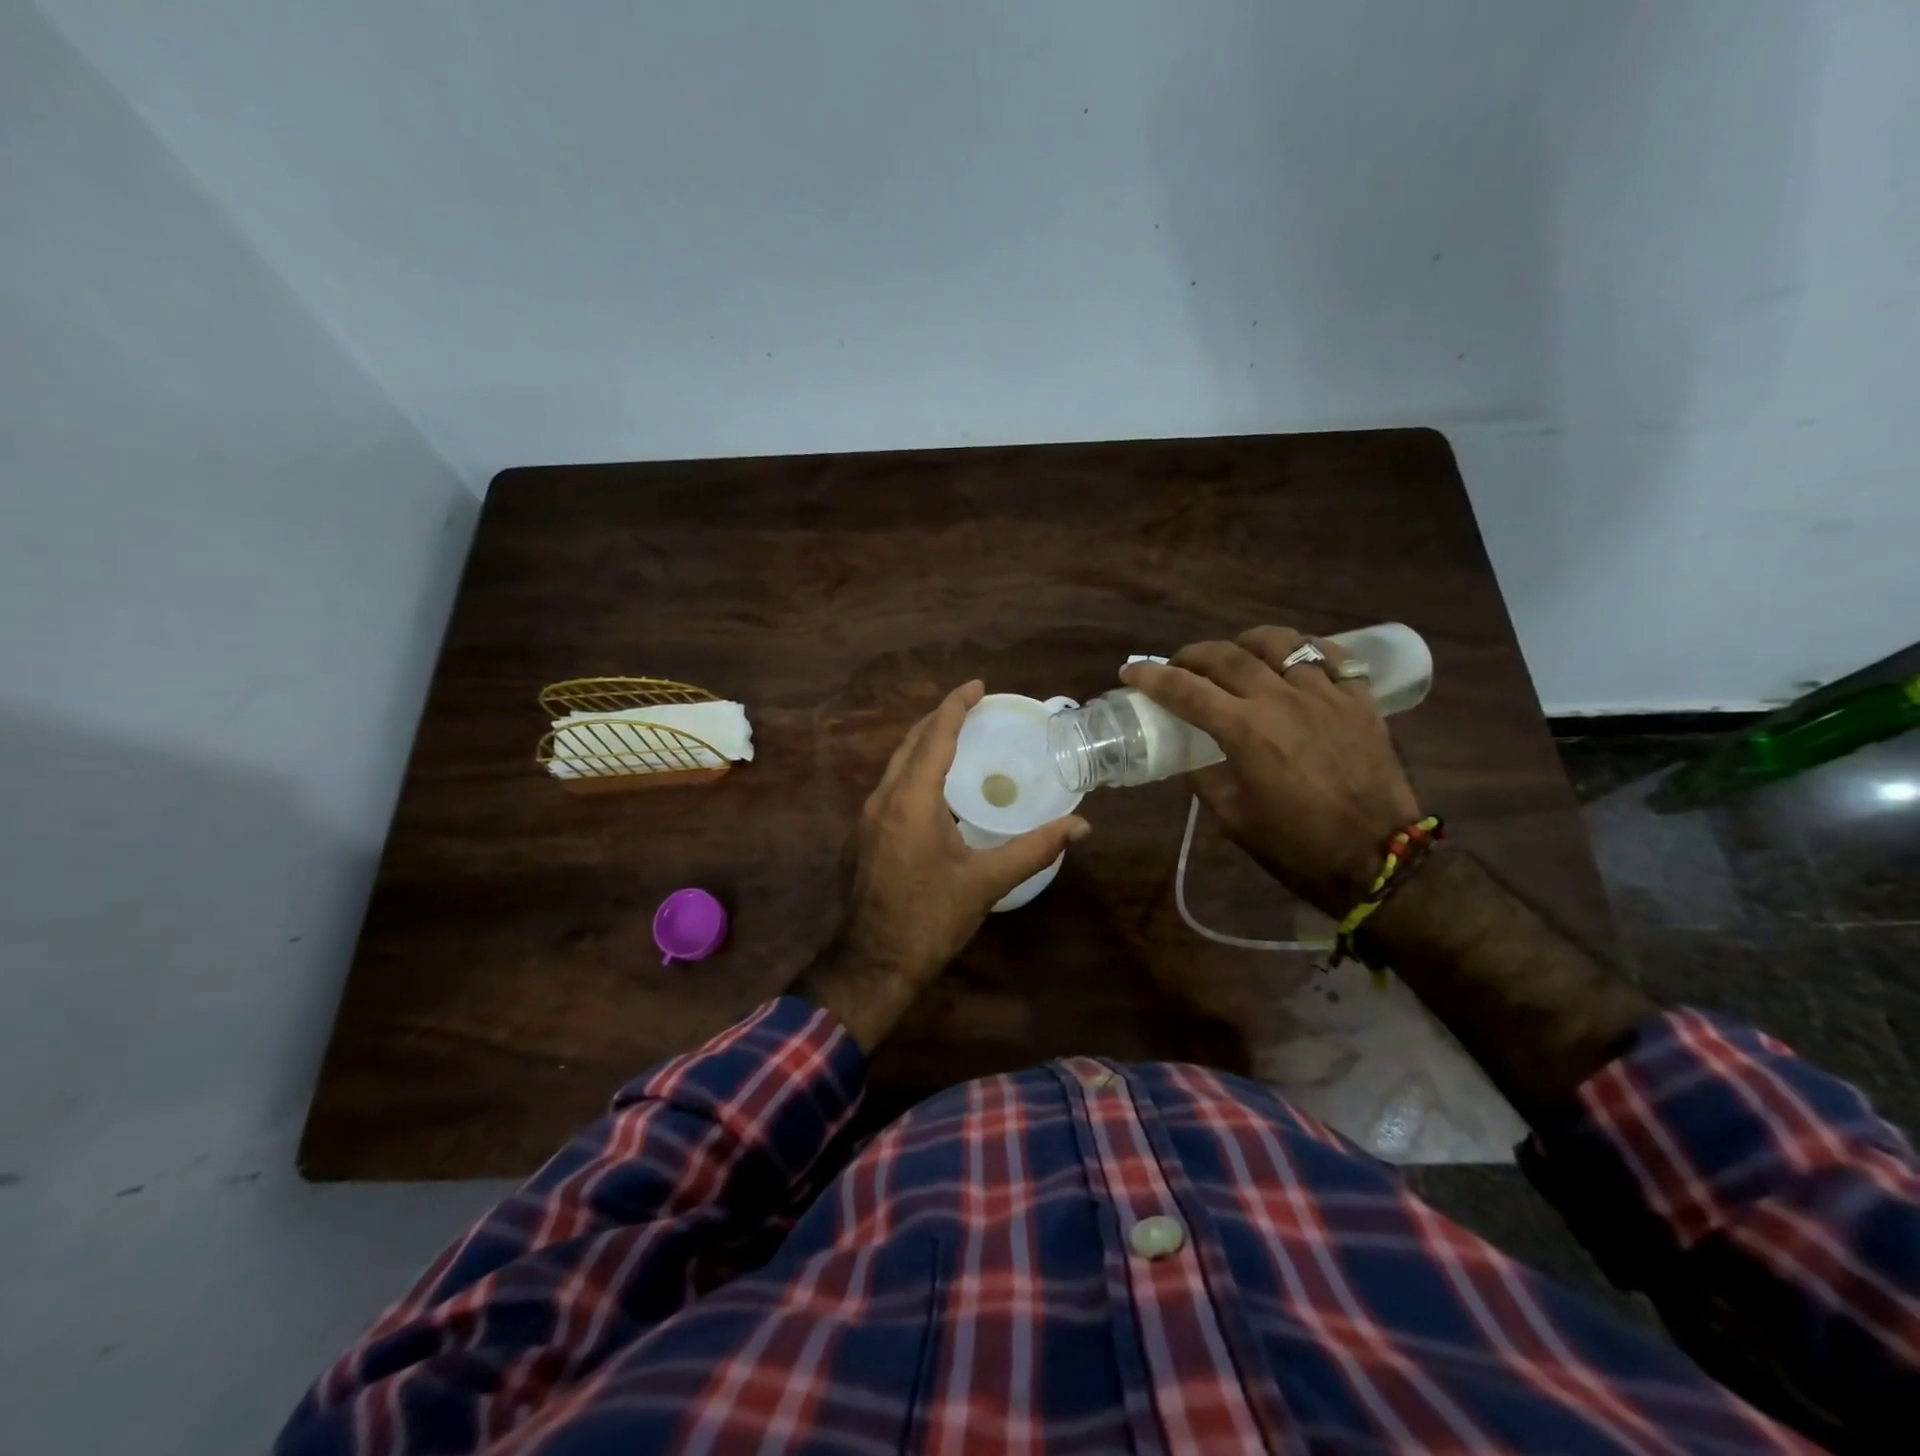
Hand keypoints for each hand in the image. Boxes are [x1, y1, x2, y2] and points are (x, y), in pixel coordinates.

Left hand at [794, 680, 1090, 1050]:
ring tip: (960, 733)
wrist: (876, 959)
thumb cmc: (931, 916)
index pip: (935, 736)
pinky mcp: (870, 831)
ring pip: (899, 760)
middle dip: (940, 717)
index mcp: (912, 799)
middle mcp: (886, 797)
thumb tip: (1082, 826)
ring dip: (926, 740)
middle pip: (912, 741)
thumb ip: (1034, 848)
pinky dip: (918, 764)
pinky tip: (940, 779)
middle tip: (974, 706)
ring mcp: (872, 814)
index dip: (956, 706)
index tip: (979, 686)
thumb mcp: (987, 881)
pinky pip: (895, 780)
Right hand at [1121, 626, 1419, 915]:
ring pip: (1281, 643)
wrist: (1378, 859)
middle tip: (1179, 665)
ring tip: (1238, 653)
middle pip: (1227, 656)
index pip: (1185, 690)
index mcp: (1245, 731)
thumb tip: (1193, 757)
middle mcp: (1282, 700)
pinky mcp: (1360, 701)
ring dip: (1248, 642)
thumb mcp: (1233, 819)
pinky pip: (1333, 656)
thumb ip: (1206, 779)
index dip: (1152, 677)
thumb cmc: (1297, 846)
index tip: (1131, 670)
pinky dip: (1307, 649)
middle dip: (1193, 654)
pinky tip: (1296, 658)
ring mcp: (1326, 695)